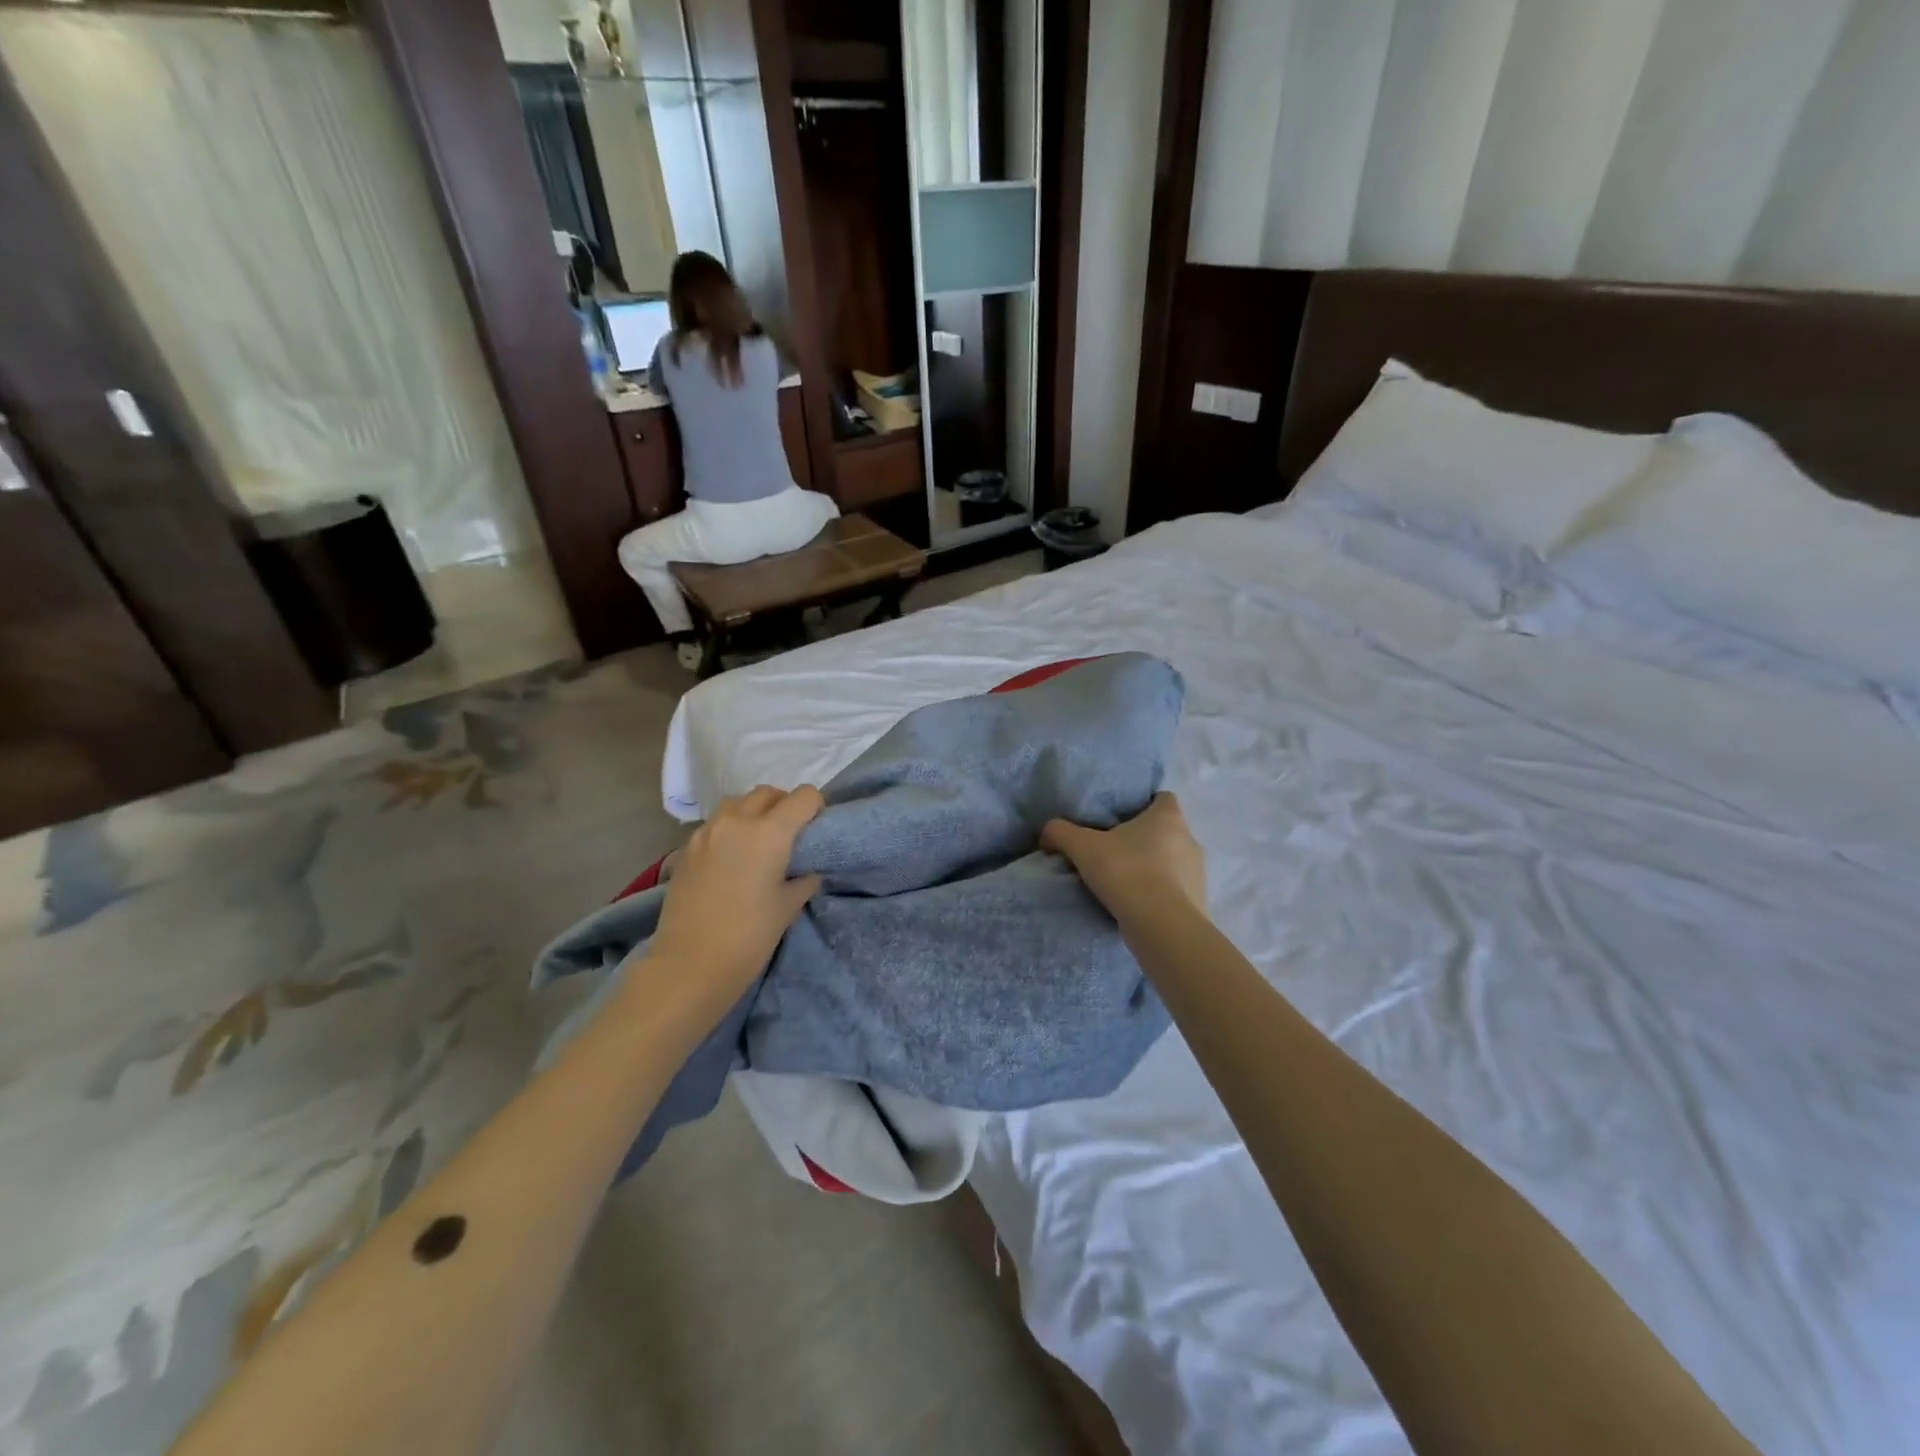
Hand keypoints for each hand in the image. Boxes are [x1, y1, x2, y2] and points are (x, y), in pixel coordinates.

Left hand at [641, 785, 823, 1019]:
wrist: (690, 965)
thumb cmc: (749, 937)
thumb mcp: (788, 907)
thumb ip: (803, 880)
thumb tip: (806, 871)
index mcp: (769, 832)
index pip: (803, 796)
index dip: (816, 807)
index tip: (816, 828)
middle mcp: (737, 822)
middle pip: (767, 793)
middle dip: (784, 805)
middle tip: (790, 834)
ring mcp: (706, 832)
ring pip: (737, 804)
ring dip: (753, 812)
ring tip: (759, 842)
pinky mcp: (686, 849)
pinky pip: (715, 825)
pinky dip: (730, 830)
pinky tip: (732, 860)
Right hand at [1043, 792, 1205, 922]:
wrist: (1161, 926)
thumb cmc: (1126, 872)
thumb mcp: (1082, 847)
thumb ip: (1061, 832)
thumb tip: (1047, 833)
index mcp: (1168, 817)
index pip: (1162, 797)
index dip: (1144, 803)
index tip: (1121, 816)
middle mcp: (1189, 839)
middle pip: (1166, 830)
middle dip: (1144, 838)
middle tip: (1114, 849)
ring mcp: (1198, 872)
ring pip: (1173, 861)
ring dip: (1153, 867)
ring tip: (1125, 880)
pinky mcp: (1198, 901)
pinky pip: (1176, 890)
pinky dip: (1160, 893)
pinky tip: (1138, 904)